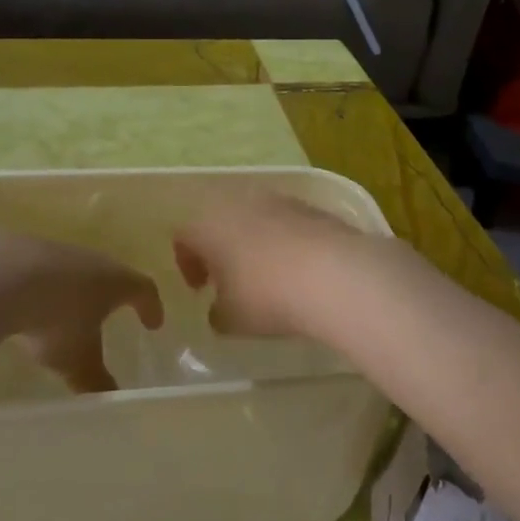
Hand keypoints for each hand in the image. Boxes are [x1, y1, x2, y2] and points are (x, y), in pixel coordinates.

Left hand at [0, 236, 164, 393]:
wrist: (4, 276)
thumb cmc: (57, 319)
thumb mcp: (78, 360)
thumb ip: (96, 380)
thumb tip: (112, 400)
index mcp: (117, 282)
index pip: (144, 290)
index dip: (151, 307)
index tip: (154, 324)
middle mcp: (94, 261)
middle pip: (112, 275)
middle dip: (113, 297)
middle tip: (113, 313)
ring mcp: (59, 252)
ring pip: (76, 272)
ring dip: (76, 291)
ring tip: (69, 312)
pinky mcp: (25, 252)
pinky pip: (44, 272)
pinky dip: (45, 288)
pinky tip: (31, 305)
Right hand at [172, 193, 377, 340]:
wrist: (335, 274)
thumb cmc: (267, 296)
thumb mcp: (231, 319)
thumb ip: (217, 313)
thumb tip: (219, 310)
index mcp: (209, 224)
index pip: (184, 236)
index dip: (188, 263)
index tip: (200, 288)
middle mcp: (240, 202)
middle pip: (220, 221)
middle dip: (222, 248)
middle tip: (230, 279)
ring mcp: (279, 201)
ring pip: (255, 219)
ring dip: (255, 242)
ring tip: (268, 275)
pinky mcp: (313, 208)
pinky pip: (288, 223)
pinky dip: (286, 242)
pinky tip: (299, 269)